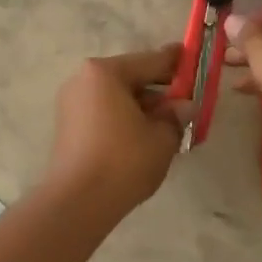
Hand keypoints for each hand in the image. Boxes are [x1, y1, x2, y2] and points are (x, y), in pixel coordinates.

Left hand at [43, 44, 189, 218]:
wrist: (78, 202)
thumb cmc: (124, 161)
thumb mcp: (163, 137)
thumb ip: (177, 115)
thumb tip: (185, 106)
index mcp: (105, 73)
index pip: (150, 61)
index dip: (176, 62)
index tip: (193, 58)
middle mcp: (83, 81)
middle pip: (131, 78)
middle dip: (159, 91)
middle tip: (185, 104)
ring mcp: (71, 104)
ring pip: (117, 98)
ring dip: (142, 108)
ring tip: (168, 127)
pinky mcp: (68, 128)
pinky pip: (104, 114)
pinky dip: (125, 120)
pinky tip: (144, 138)